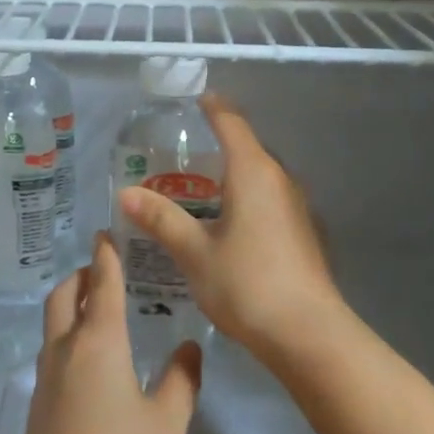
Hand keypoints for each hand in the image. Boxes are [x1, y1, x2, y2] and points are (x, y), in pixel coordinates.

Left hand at [12, 232, 201, 433]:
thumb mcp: (167, 423)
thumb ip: (181, 381)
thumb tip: (188, 347)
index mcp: (99, 342)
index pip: (101, 284)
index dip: (106, 256)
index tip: (106, 234)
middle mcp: (66, 351)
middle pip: (64, 297)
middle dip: (80, 277)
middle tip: (102, 271)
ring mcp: (46, 381)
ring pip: (53, 327)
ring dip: (70, 307)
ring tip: (97, 312)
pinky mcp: (38, 410)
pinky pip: (52, 356)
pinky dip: (68, 339)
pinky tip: (90, 364)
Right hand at [117, 94, 344, 370]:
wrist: (308, 334)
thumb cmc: (247, 284)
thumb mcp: (195, 252)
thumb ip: (162, 219)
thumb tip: (126, 194)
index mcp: (254, 173)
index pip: (232, 124)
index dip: (214, 108)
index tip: (198, 98)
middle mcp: (281, 181)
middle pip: (249, 148)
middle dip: (220, 144)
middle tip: (183, 155)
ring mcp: (298, 208)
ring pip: (262, 177)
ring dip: (234, 175)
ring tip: (200, 189)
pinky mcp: (305, 233)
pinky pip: (271, 200)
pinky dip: (248, 199)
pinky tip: (229, 224)